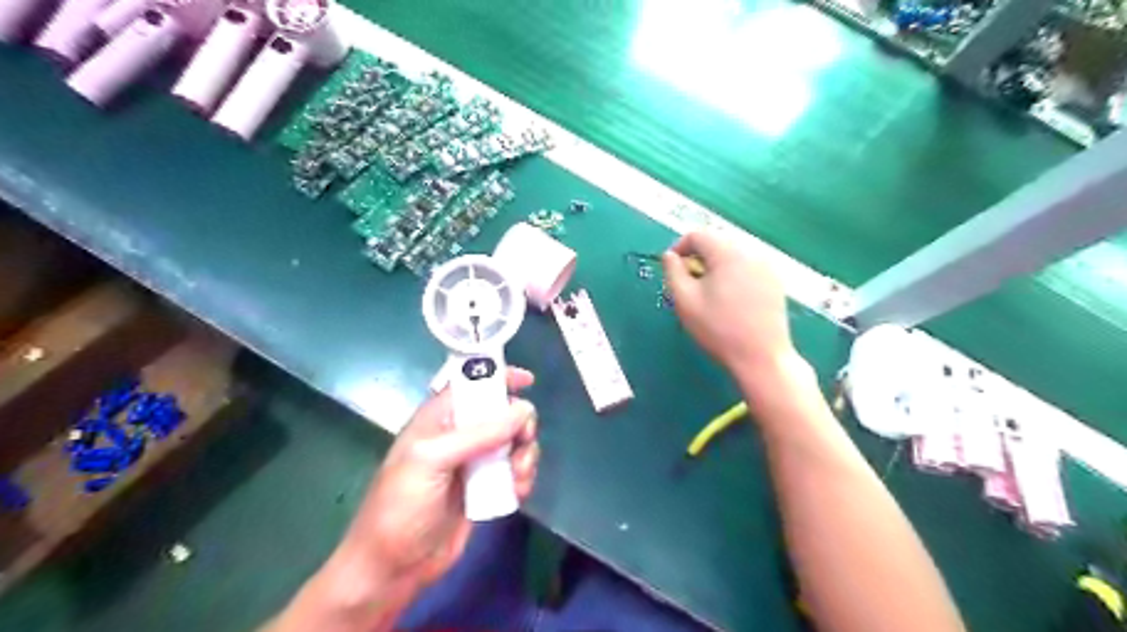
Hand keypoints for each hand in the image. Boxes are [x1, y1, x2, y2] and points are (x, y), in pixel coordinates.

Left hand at [335, 369, 538, 591]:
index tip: (528, 381)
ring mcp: (474, 463)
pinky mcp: (485, 488)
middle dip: (519, 424)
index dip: (499, 377)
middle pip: (502, 413)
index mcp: (439, 419)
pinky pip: (515, 471)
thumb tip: (524, 410)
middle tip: (522, 441)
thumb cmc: (402, 506)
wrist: (393, 568)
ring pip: (514, 443)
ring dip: (525, 454)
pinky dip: (523, 477)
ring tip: (518, 475)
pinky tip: (518, 492)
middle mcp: (459, 435)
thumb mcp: (432, 461)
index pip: (472, 385)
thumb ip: (479, 434)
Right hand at [661, 231, 795, 380]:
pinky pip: (747, 267)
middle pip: (716, 243)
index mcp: (728, 252)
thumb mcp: (685, 300)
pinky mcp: (775, 281)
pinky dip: (733, 274)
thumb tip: (670, 255)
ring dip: (715, 266)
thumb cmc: (718, 329)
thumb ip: (672, 272)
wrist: (761, 357)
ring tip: (708, 293)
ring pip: (732, 255)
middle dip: (698, 258)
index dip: (678, 248)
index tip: (672, 270)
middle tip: (688, 284)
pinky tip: (730, 299)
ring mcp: (767, 266)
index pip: (697, 235)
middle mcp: (751, 251)